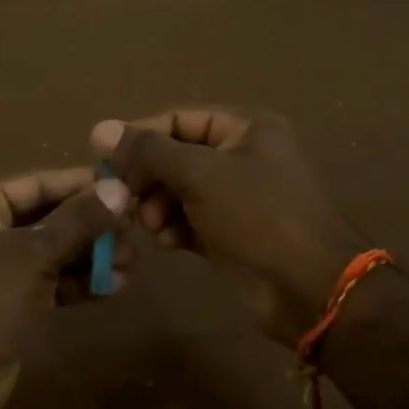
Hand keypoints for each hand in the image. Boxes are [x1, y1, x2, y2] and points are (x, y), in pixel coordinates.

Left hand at [0, 167, 130, 408]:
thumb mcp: (32, 256)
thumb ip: (78, 221)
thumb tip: (119, 188)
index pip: (32, 184)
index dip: (76, 184)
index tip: (120, 186)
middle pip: (43, 219)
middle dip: (88, 226)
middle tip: (133, 229)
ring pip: (48, 254)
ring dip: (88, 257)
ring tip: (131, 262)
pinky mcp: (4, 307)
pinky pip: (46, 284)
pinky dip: (76, 284)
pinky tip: (112, 287)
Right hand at [92, 107, 366, 346]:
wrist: (308, 289)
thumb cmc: (258, 216)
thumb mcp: (200, 174)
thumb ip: (149, 151)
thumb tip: (100, 128)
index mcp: (247, 128)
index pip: (179, 119)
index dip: (141, 136)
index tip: (105, 160)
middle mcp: (243, 156)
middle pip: (177, 156)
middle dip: (149, 177)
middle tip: (124, 198)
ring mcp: (238, 197)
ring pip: (179, 191)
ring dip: (157, 205)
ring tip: (149, 225)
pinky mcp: (230, 233)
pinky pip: (189, 220)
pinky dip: (173, 227)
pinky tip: (166, 242)